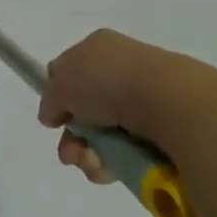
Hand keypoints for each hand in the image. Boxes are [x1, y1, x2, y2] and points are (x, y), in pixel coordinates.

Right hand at [39, 29, 202, 184]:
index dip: (60, 97)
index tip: (55, 119)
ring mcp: (145, 99)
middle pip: (87, 110)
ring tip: (95, 165)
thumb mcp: (62, 82)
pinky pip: (130, 151)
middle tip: (72, 154)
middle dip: (74, 138)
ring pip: (107, 136)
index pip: (72, 71)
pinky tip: (115, 169)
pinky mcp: (164, 129)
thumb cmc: (108, 82)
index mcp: (100, 47)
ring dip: (92, 156)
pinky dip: (117, 164)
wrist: (165, 101)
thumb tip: (51, 113)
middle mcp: (123, 69)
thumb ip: (51, 97)